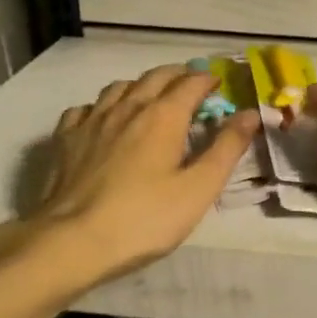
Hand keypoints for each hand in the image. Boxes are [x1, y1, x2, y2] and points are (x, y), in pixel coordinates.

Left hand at [0, 65, 258, 291]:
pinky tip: (105, 120)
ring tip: (151, 98)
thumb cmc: (144, 218)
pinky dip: (103, 106)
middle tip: (192, 87)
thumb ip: (226, 148)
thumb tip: (250, 113)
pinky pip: (87, 108)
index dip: (208, 80)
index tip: (220, 86)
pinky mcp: (66, 139)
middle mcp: (128, 107)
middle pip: (156, 77)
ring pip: (120, 87)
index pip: (191, 83)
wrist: (72, 241)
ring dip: (141, 86)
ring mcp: (92, 120)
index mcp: (163, 116)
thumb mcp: (199, 188)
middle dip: (178, 76)